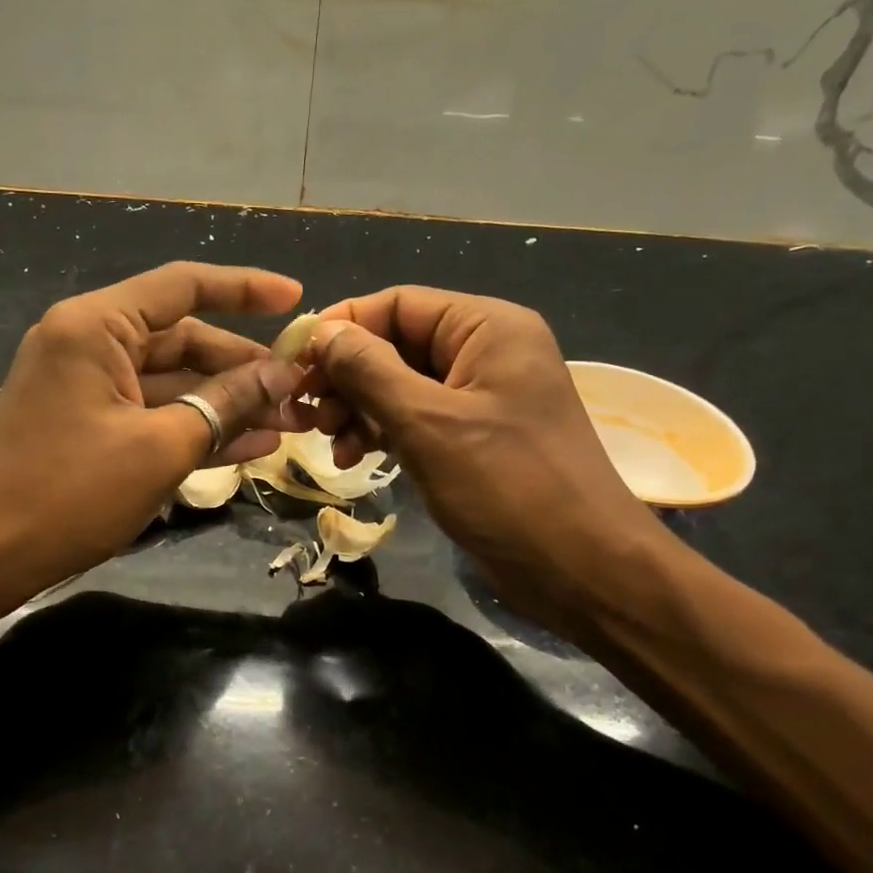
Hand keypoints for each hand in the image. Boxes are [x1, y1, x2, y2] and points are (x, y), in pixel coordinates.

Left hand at [0, 262, 305, 598]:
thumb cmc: (69, 494)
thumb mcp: (160, 447)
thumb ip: (225, 404)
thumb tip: (281, 376)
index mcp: (96, 327)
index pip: (183, 286)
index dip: (245, 288)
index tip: (296, 299)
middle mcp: (90, 343)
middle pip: (183, 340)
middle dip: (244, 367)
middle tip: (300, 390)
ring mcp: (89, 386)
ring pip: (174, 382)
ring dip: (228, 402)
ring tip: (289, 422)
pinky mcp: (91, 425)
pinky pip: (154, 413)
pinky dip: (196, 427)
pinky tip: (252, 445)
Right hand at [302, 287, 666, 614]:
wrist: (581, 569)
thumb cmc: (507, 486)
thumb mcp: (427, 422)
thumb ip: (369, 370)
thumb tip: (321, 331)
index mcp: (487, 327)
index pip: (397, 303)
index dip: (342, 326)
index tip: (292, 360)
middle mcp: (485, 351)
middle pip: (396, 343)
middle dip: (346, 375)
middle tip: (307, 411)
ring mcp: (481, 396)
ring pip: (400, 383)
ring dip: (358, 407)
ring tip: (329, 440)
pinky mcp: (475, 436)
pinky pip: (416, 417)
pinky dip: (383, 431)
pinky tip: (355, 457)